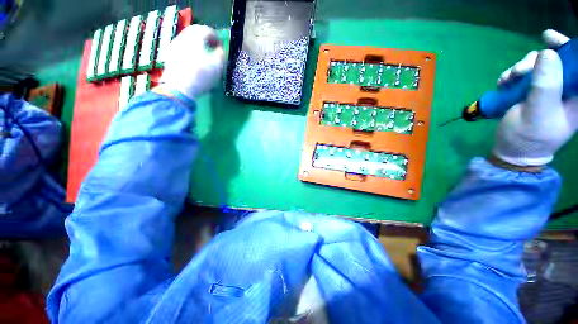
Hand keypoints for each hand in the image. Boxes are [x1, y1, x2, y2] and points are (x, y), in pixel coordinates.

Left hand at [159, 25, 224, 100]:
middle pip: (195, 32)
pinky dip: (190, 49)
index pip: (207, 30)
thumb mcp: (218, 66)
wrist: (180, 88)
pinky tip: (194, 60)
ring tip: (204, 54)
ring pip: (187, 39)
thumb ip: (221, 55)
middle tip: (213, 46)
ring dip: (197, 43)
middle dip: (205, 38)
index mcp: (195, 38)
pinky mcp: (170, 56)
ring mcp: (174, 46)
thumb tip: (220, 50)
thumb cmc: (201, 76)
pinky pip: (182, 47)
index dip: (216, 37)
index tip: (221, 45)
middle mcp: (183, 38)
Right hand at [493, 30, 577, 166]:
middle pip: (555, 60)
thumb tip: (547, 53)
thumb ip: (546, 85)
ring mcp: (547, 89)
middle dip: (535, 60)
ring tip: (507, 80)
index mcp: (577, 96)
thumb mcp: (538, 113)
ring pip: (537, 65)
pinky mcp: (532, 91)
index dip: (567, 48)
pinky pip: (524, 74)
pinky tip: (504, 83)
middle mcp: (565, 89)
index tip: (549, 39)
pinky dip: (512, 75)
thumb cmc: (529, 137)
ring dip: (520, 68)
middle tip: (519, 71)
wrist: (512, 150)